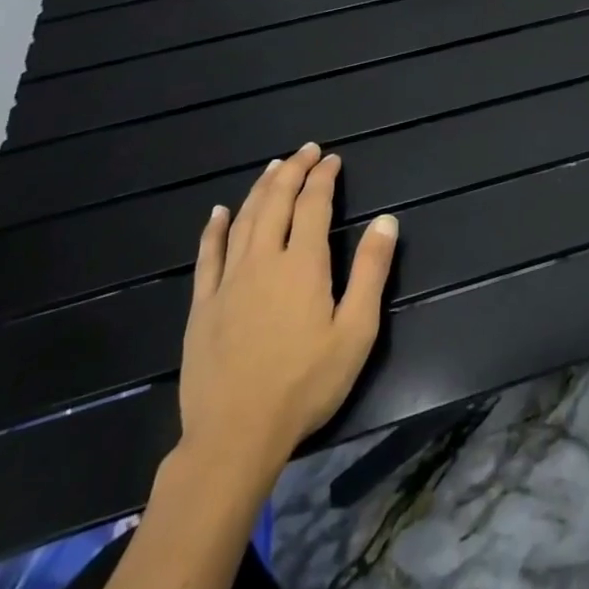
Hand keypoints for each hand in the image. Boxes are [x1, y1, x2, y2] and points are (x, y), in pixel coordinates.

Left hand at [176, 143, 398, 498]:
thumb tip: (386, 220)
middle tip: (306, 151)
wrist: (234, 437)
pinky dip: (214, 229)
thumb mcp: (355, 331)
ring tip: (273, 167)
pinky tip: (218, 212)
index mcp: (302, 264)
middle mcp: (263, 260)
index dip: (323, 177)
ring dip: (260, 189)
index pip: (313, 205)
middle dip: (293, 171)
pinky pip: (207, 256)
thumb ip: (370, 271)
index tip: (332, 159)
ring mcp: (227, 282)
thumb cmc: (305, 384)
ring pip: (243, 220)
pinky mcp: (202, 306)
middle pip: (276, 202)